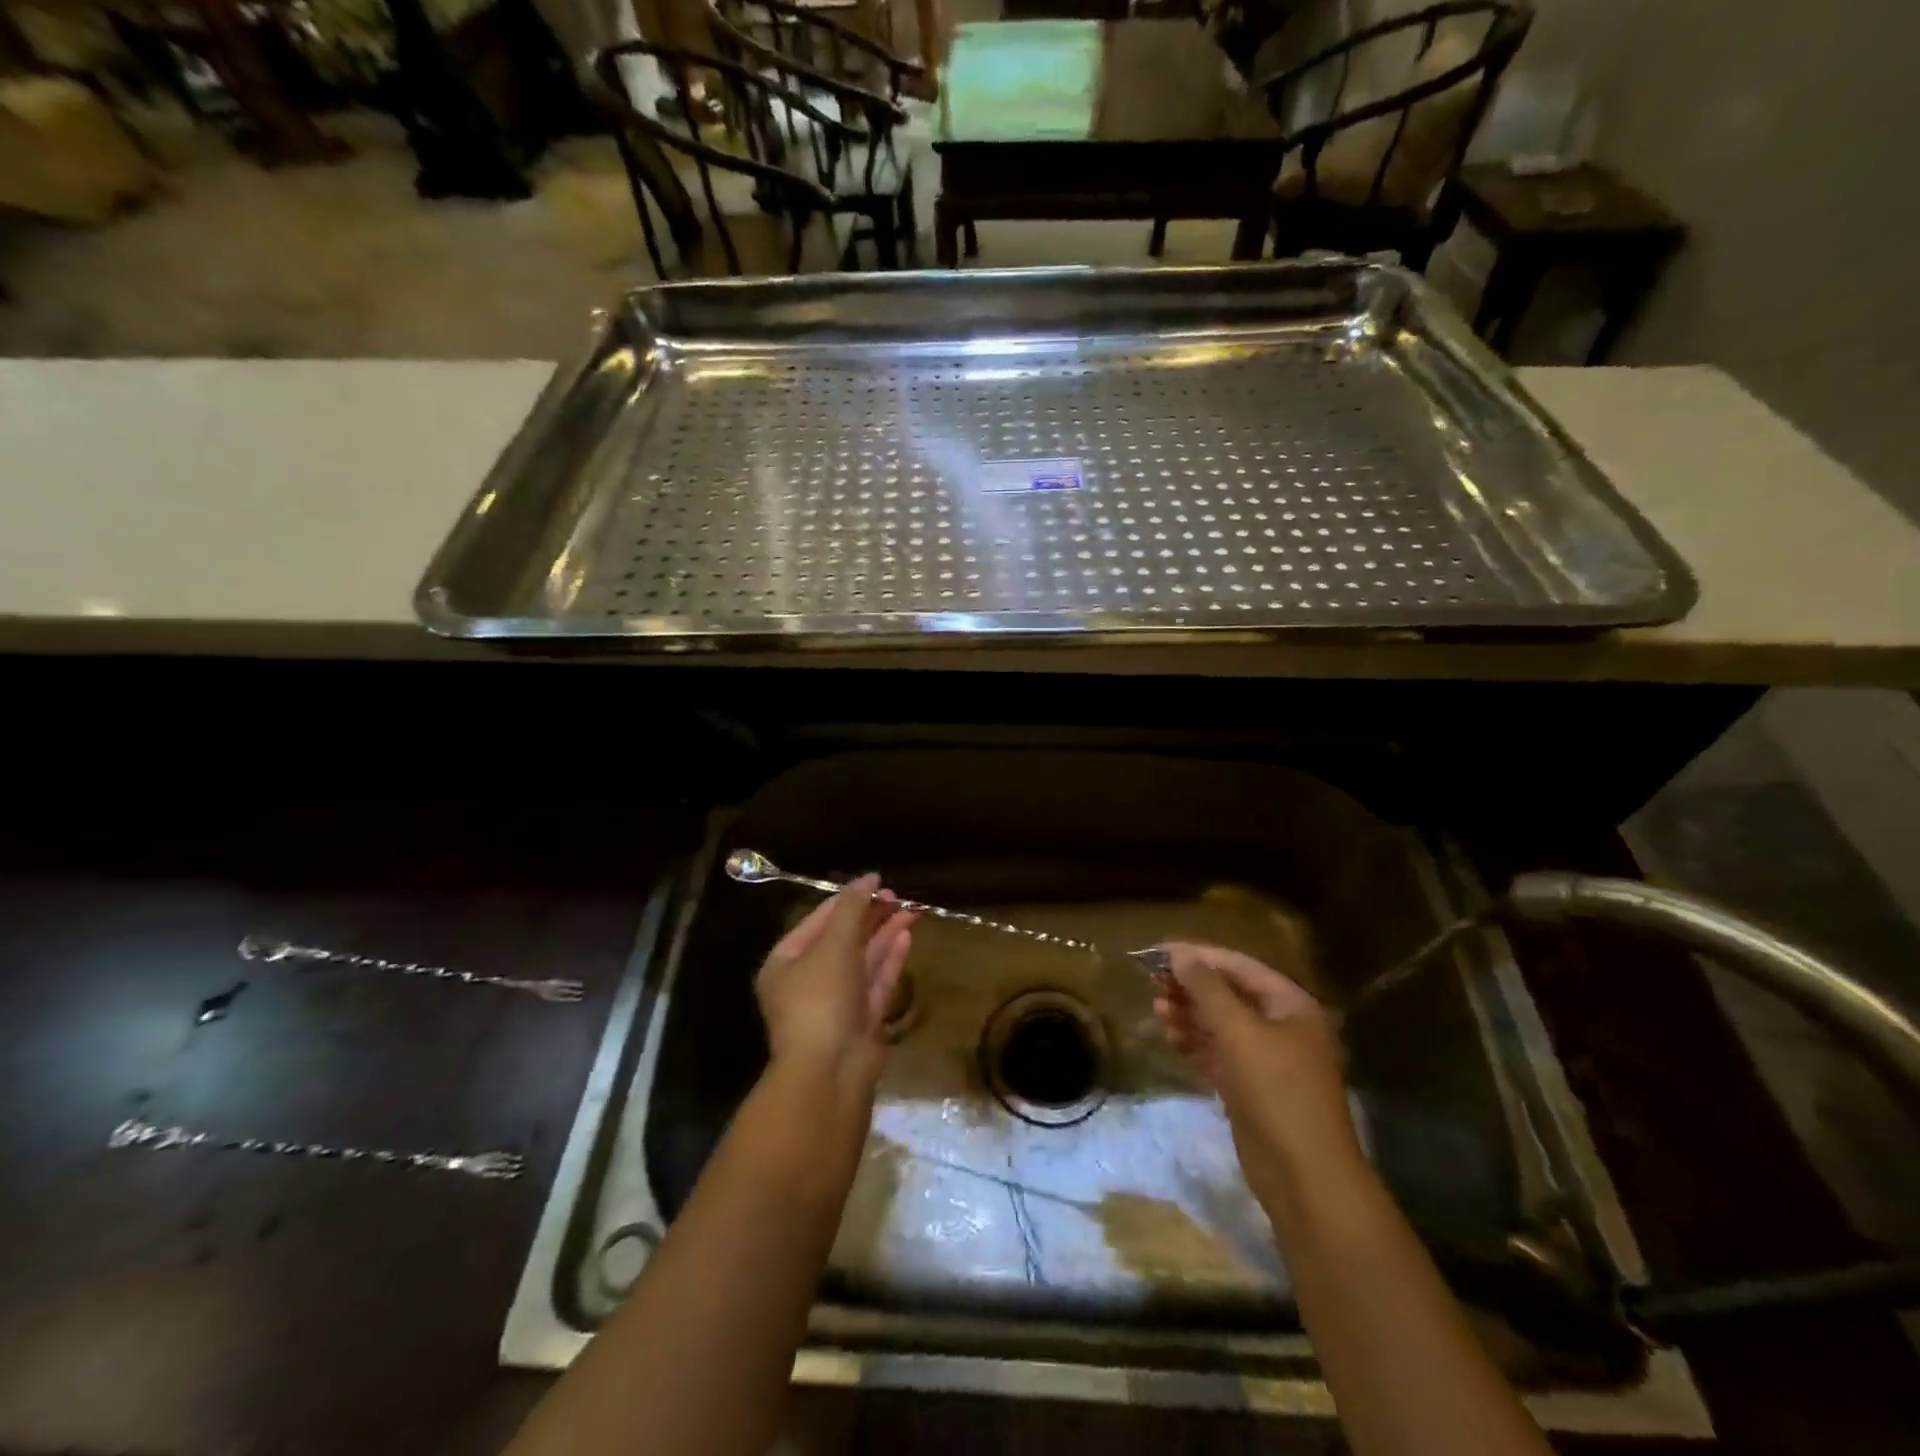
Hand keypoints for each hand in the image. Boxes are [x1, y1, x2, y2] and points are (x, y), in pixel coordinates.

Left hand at [755, 875, 916, 1094]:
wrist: (830, 1071)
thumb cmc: (821, 999)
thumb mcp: (834, 945)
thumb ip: (851, 908)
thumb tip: (868, 878)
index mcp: (786, 963)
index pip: (818, 920)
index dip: (848, 898)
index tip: (877, 880)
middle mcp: (808, 981)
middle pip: (842, 939)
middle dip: (869, 916)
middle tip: (897, 895)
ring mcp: (835, 1003)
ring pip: (862, 960)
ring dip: (884, 934)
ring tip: (910, 909)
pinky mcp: (860, 1020)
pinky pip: (875, 982)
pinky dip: (890, 959)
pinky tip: (906, 937)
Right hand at [1153, 942, 1361, 1195]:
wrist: (1304, 1175)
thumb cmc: (1276, 1090)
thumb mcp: (1238, 1031)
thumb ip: (1207, 989)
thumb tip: (1180, 954)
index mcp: (1289, 1004)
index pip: (1238, 965)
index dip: (1198, 955)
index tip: (1158, 952)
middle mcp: (1281, 1026)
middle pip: (1229, 994)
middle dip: (1191, 986)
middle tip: (1152, 982)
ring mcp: (1267, 1059)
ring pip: (1221, 1024)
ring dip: (1189, 1014)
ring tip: (1157, 1010)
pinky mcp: (1251, 1088)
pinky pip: (1219, 1053)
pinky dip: (1195, 1043)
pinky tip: (1171, 1038)